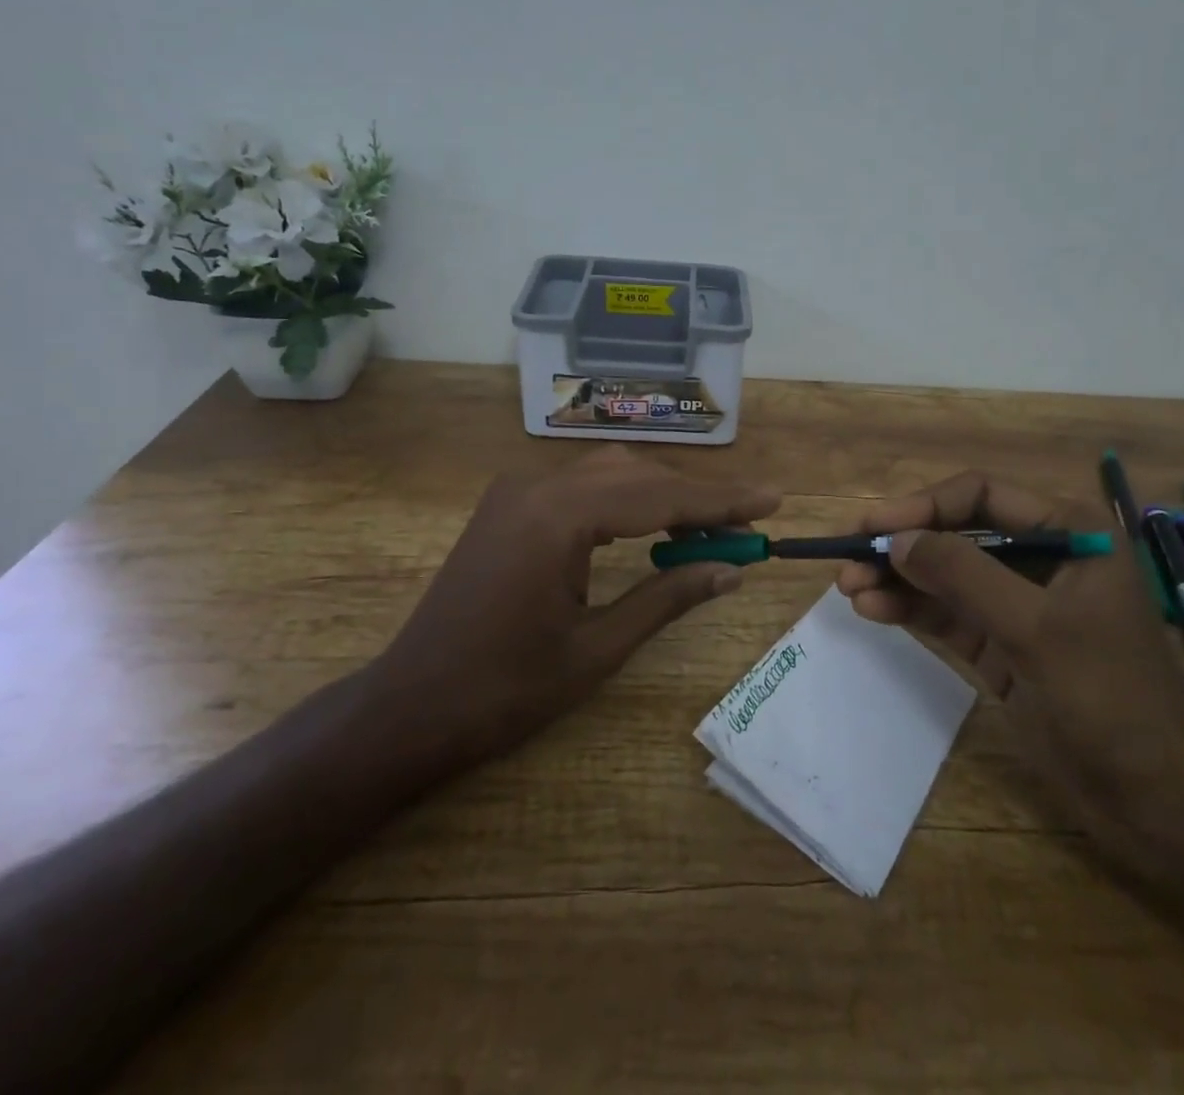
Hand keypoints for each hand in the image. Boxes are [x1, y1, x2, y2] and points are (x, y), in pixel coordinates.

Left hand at [360, 446, 780, 778]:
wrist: (410, 709)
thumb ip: (668, 597)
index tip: (773, 500)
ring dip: (661, 495)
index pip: (659, 495)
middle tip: (745, 523)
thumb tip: (731, 569)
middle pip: (637, 475)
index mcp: (557, 516)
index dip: (722, 499)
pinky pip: (581, 487)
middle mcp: (536, 485)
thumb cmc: (504, 691)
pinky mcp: (508, 506)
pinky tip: (650, 527)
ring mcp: (516, 492)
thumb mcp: (597, 648)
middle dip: (695, 496)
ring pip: (610, 474)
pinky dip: (625, 501)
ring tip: (708, 527)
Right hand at [835, 471, 1183, 832]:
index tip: (873, 526)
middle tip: (848, 557)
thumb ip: (963, 575)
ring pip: (945, 576)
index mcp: (1069, 532)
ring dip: (898, 579)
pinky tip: (872, 609)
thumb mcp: (1034, 627)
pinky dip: (910, 609)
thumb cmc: (1110, 697)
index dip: (923, 506)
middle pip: (957, 534)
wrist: (1158, 801)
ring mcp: (1020, 605)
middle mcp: (1042, 558)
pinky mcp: (1002, 646)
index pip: (981, 496)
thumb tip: (896, 539)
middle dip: (903, 545)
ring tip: (847, 587)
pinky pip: (948, 615)